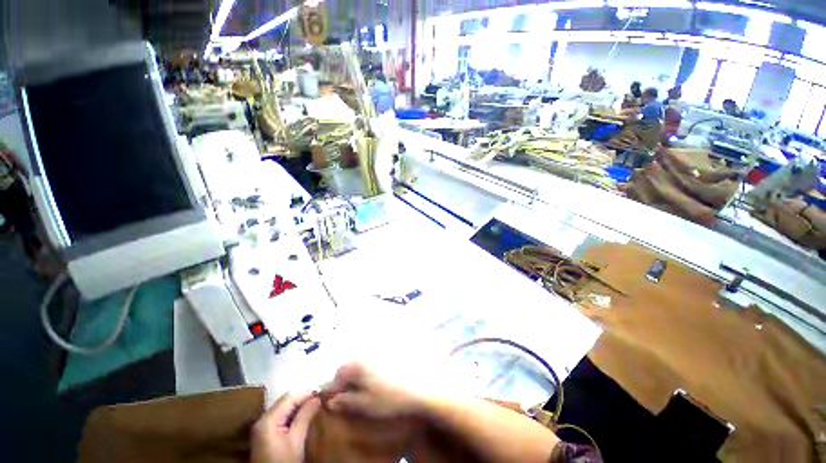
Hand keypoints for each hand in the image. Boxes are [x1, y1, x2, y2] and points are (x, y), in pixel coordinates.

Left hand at [251, 393, 320, 462]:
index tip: (322, 398)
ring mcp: (262, 428)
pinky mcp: (265, 436)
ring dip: (299, 410)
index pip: (290, 396)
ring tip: (314, 412)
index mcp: (267, 419)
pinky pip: (281, 419)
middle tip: (319, 405)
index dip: (306, 395)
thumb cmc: (283, 462)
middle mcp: (262, 419)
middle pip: (286, 402)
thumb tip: (317, 398)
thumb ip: (305, 417)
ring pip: (284, 410)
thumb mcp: (296, 441)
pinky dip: (293, 417)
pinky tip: (303, 422)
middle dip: (303, 402)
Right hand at [324, 363, 424, 419]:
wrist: (417, 390)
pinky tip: (373, 382)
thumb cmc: (389, 398)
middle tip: (345, 397)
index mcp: (358, 365)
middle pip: (348, 367)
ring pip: (360, 363)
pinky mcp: (388, 355)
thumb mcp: (365, 405)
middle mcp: (366, 355)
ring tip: (359, 391)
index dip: (333, 389)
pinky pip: (371, 361)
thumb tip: (330, 401)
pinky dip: (367, 371)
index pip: (338, 375)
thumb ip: (345, 402)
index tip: (332, 401)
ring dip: (356, 376)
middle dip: (344, 381)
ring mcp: (378, 353)